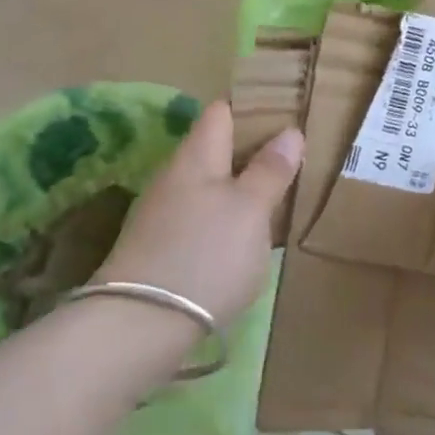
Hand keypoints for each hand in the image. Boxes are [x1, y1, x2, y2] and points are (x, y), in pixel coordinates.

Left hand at [95, 100, 302, 325]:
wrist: (140, 326)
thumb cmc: (205, 254)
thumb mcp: (251, 209)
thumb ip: (270, 170)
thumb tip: (290, 131)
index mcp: (197, 154)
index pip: (223, 111)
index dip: (254, 108)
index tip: (289, 116)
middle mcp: (175, 175)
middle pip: (217, 148)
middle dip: (253, 152)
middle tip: (295, 161)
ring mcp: (163, 212)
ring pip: (210, 185)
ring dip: (241, 188)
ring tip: (278, 199)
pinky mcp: (160, 247)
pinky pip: (201, 217)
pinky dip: (226, 219)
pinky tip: (245, 239)